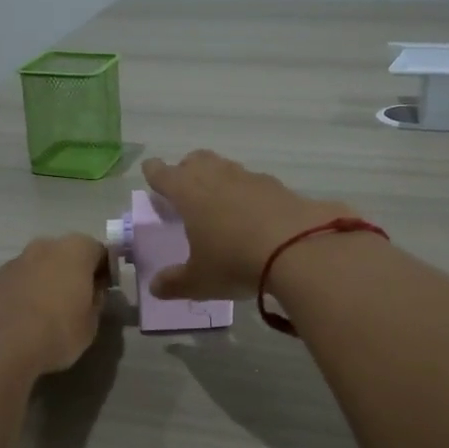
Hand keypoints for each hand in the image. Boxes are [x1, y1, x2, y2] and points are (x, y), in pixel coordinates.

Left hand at [0, 234, 108, 375]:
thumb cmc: (57, 330)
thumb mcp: (91, 323)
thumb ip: (95, 301)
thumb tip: (92, 292)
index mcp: (75, 250)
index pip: (100, 251)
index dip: (105, 271)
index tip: (105, 291)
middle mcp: (44, 246)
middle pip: (66, 254)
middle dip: (73, 272)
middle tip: (77, 300)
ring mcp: (14, 261)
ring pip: (39, 267)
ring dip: (46, 282)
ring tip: (47, 313)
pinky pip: (18, 283)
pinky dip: (24, 294)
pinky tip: (24, 319)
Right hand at [141, 151, 354, 299]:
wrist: (298, 249)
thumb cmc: (234, 262)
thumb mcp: (199, 281)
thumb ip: (174, 283)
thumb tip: (155, 287)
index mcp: (188, 192)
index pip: (163, 173)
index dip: (154, 172)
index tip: (151, 171)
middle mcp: (217, 177)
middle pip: (197, 160)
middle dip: (187, 169)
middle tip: (185, 186)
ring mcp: (250, 178)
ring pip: (227, 168)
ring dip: (219, 178)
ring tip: (220, 201)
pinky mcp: (279, 187)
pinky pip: (255, 184)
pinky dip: (248, 193)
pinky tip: (254, 214)